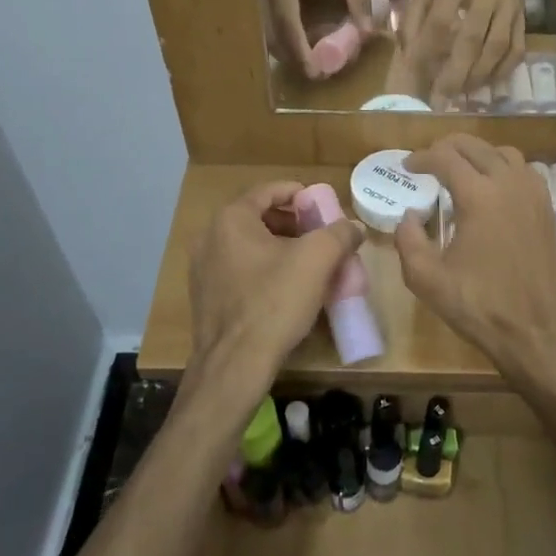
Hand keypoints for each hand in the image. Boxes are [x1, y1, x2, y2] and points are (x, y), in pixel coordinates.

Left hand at [190, 182, 365, 390]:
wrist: (235, 364)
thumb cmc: (274, 302)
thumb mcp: (317, 260)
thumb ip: (339, 233)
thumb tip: (352, 227)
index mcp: (231, 219)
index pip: (270, 190)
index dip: (301, 195)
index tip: (324, 208)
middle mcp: (210, 237)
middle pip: (259, 217)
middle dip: (294, 224)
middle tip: (321, 238)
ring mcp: (203, 269)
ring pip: (250, 246)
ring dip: (281, 249)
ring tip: (309, 266)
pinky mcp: (206, 297)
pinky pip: (240, 271)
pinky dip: (264, 270)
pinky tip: (286, 291)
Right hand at [259, 0, 371, 77]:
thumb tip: (366, 32)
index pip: (286, 21)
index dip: (299, 50)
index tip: (313, 72)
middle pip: (273, 34)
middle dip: (295, 58)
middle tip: (322, 74)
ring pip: (270, 33)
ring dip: (291, 52)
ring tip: (318, 64)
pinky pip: (273, 25)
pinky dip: (289, 41)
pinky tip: (309, 48)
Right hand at [394, 136, 555, 380]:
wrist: (535, 331)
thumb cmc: (479, 305)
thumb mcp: (427, 279)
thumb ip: (408, 240)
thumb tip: (408, 216)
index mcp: (479, 196)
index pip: (445, 157)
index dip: (421, 157)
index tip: (407, 167)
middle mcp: (509, 184)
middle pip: (475, 146)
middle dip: (447, 147)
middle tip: (428, 162)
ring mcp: (534, 194)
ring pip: (504, 153)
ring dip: (478, 154)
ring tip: (461, 171)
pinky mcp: (548, 209)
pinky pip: (525, 171)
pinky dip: (503, 168)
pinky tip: (492, 189)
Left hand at [400, 0, 526, 108]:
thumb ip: (410, 16)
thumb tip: (406, 53)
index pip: (440, 20)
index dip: (428, 51)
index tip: (418, 76)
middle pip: (472, 39)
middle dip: (455, 73)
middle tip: (440, 98)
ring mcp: (509, 6)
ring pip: (497, 48)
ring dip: (477, 76)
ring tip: (459, 94)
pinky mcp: (524, 19)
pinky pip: (516, 51)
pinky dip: (501, 72)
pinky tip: (484, 84)